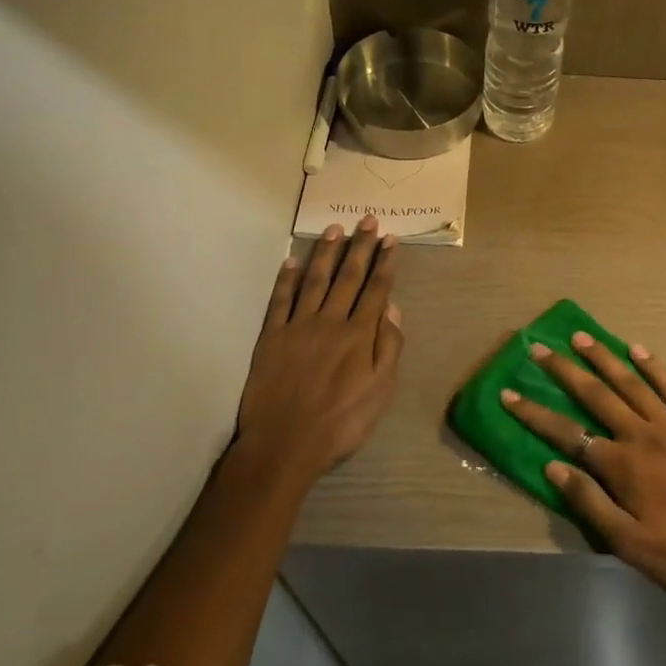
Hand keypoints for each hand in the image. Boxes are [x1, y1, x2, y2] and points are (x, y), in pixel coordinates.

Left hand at [235, 216, 404, 487]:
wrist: (285, 445)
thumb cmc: (341, 423)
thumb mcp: (380, 392)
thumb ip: (389, 348)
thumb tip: (393, 309)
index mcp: (359, 336)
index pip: (376, 290)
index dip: (384, 263)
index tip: (390, 239)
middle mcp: (330, 322)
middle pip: (348, 277)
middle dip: (360, 247)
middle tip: (367, 221)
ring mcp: (298, 326)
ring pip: (315, 281)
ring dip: (326, 253)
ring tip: (335, 229)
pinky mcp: (272, 337)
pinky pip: (280, 300)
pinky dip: (286, 279)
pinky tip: (292, 262)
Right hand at [500, 332, 665, 610]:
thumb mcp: (629, 544)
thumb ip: (590, 503)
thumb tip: (553, 468)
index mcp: (621, 466)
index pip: (567, 434)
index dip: (535, 414)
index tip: (509, 394)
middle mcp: (641, 435)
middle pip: (595, 395)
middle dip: (564, 371)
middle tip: (540, 348)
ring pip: (631, 382)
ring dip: (603, 357)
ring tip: (581, 337)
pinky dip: (653, 365)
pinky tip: (637, 348)